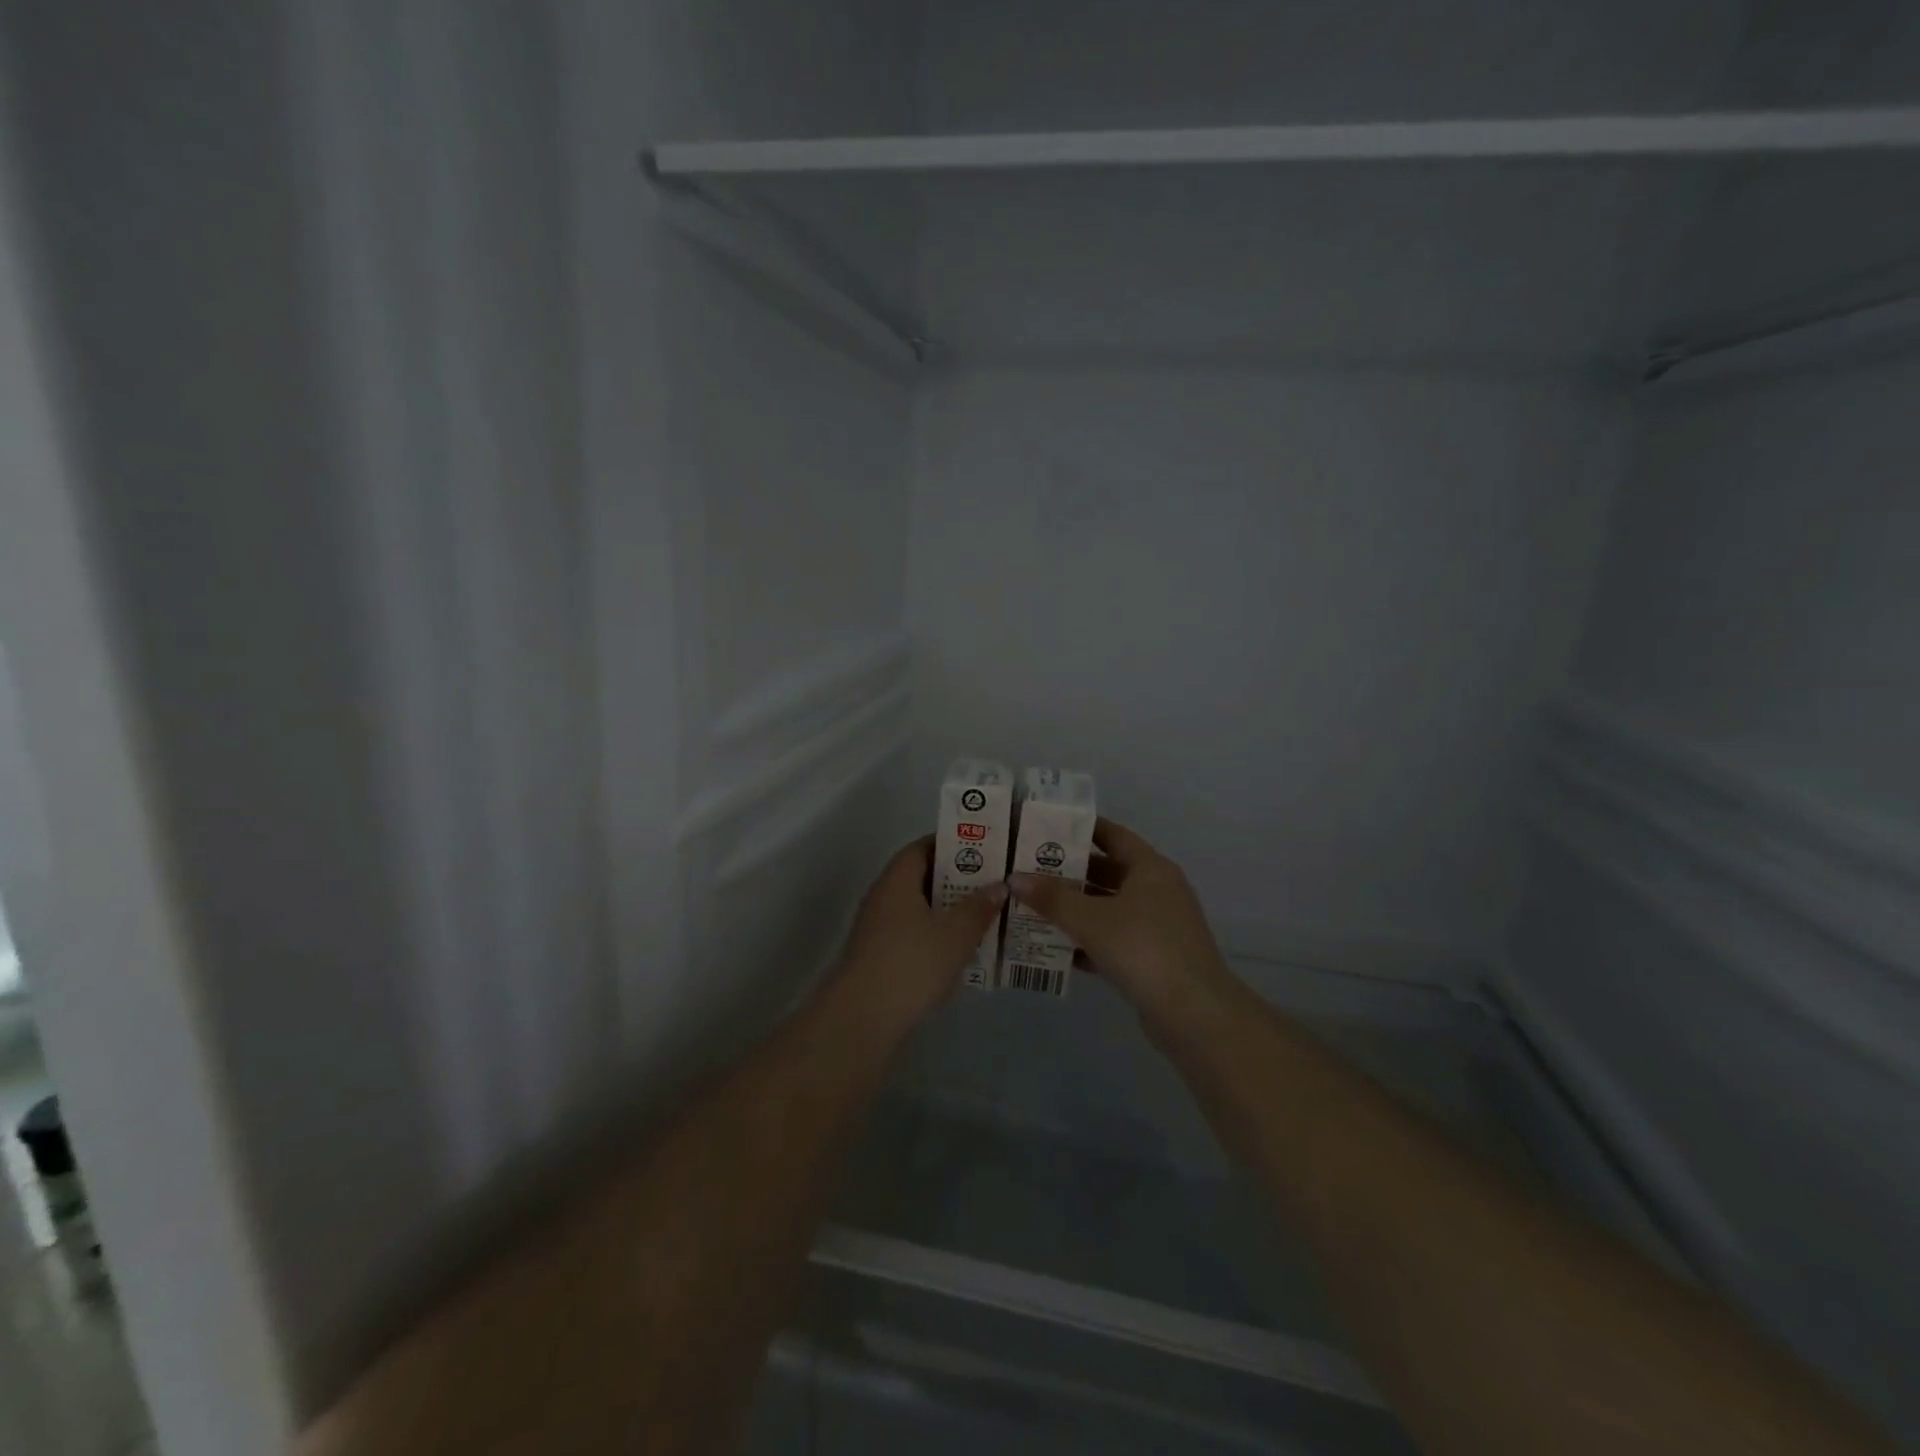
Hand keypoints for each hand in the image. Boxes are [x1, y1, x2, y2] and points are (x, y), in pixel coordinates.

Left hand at [837, 836, 1007, 1029]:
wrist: (864, 1016)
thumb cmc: (912, 962)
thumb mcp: (956, 933)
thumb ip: (979, 907)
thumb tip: (999, 885)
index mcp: (897, 880)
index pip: (922, 847)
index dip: (951, 845)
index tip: (983, 849)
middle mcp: (882, 897)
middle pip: (920, 877)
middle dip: (955, 879)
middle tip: (990, 883)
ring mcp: (876, 928)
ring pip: (917, 908)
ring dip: (946, 910)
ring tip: (983, 916)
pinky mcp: (878, 956)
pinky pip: (912, 933)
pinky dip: (935, 935)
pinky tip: (959, 950)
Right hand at [1009, 819, 1235, 1021]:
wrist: (1193, 1014)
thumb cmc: (1142, 948)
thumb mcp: (1091, 920)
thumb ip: (1052, 898)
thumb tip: (1015, 878)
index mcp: (1150, 868)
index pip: (1112, 835)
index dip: (1080, 830)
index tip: (1045, 828)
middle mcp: (1157, 890)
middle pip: (1107, 872)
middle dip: (1069, 873)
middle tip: (1028, 870)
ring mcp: (1158, 925)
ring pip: (1108, 908)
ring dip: (1075, 909)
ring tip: (1032, 907)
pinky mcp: (1153, 958)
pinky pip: (1114, 939)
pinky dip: (1088, 941)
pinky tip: (1055, 949)